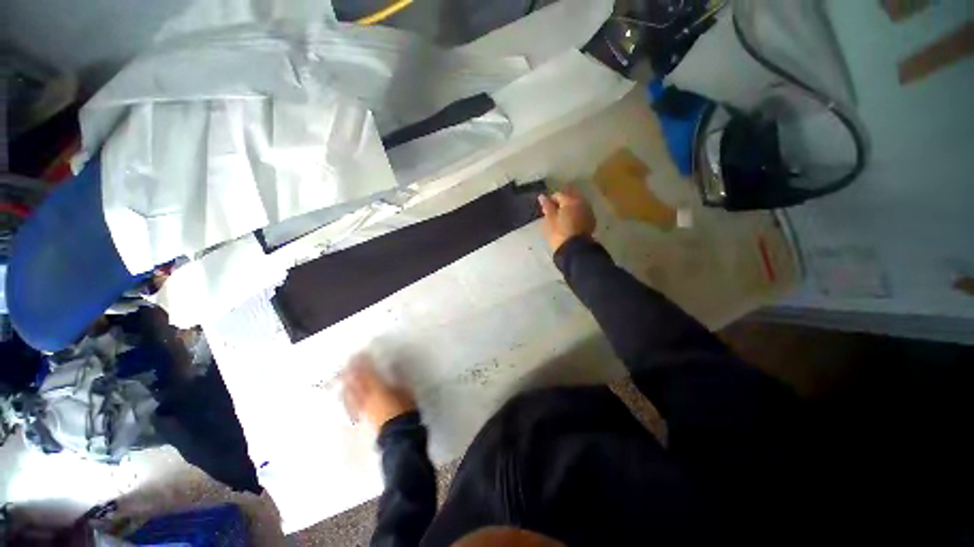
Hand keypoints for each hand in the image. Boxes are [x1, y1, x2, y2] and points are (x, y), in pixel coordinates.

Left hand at [341, 355, 415, 429]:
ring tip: (342, 375)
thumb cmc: (403, 410)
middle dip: (351, 370)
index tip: (361, 353)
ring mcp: (361, 408)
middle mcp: (365, 397)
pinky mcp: (361, 417)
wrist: (399, 434)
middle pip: (355, 381)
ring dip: (346, 382)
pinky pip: (350, 405)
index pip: (368, 372)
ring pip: (350, 392)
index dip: (364, 362)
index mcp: (377, 388)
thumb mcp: (404, 390)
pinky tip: (344, 395)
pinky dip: (346, 397)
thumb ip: (397, 378)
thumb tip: (393, 367)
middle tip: (348, 362)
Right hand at [538, 187, 595, 252]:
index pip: (558, 195)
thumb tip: (542, 196)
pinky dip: (576, 215)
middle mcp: (582, 202)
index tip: (545, 210)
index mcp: (570, 200)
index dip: (550, 201)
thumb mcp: (549, 219)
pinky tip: (570, 223)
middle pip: (570, 198)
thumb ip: (547, 206)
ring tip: (561, 219)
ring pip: (577, 205)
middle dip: (562, 203)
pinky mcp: (591, 221)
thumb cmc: (558, 233)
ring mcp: (588, 212)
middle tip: (553, 214)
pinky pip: (582, 213)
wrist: (574, 249)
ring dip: (569, 209)